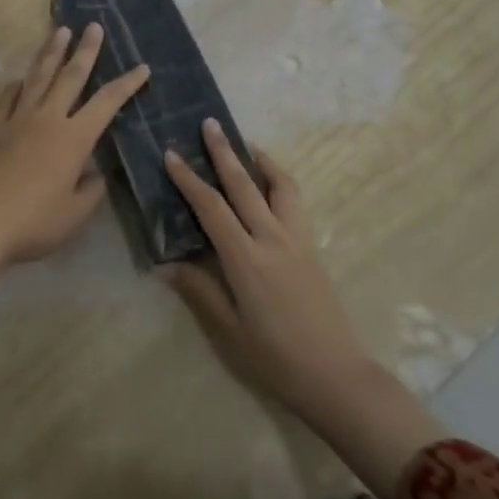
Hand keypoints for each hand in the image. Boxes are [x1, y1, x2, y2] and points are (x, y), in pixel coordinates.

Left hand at [0, 23, 148, 291]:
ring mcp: (16, 119)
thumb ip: (91, 190)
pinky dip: (17, 85)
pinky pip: (7, 97)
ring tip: (60, 30)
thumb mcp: (74, 215)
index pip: (107, 103)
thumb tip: (94, 172)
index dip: (127, 84)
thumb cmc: (33, 224)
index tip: (142, 67)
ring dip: (51, 52)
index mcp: (74, 139)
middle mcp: (47, 119)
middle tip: (94, 26)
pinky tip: (20, 79)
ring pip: (38, 77)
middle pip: (70, 76)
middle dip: (86, 50)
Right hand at [165, 121, 445, 498]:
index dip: (189, 180)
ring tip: (245, 144)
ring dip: (259, 161)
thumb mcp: (227, 329)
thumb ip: (198, 290)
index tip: (172, 155)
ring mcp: (297, 239)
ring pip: (278, 186)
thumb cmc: (274, 357)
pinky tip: (270, 183)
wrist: (334, 374)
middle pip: (244, 185)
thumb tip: (164, 264)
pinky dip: (280, 181)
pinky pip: (295, 202)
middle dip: (223, 152)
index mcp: (246, 259)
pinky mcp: (311, 246)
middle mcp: (272, 239)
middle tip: (209, 123)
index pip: (211, 208)